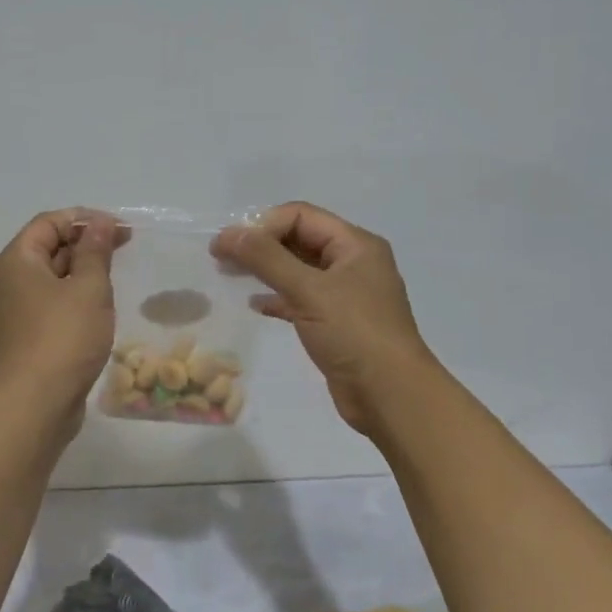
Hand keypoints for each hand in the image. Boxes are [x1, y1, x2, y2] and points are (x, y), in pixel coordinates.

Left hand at [0, 209, 122, 420]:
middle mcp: (4, 281)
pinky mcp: (20, 337)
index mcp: (14, 260)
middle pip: (46, 248)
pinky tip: (95, 310)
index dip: (85, 219)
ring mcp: (9, 311)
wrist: (36, 403)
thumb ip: (96, 250)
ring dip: (80, 272)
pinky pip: (46, 304)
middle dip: (84, 245)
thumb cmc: (64, 337)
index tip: (120, 229)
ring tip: (112, 279)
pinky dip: (70, 298)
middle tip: (123, 250)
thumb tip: (100, 223)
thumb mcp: (89, 288)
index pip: (49, 223)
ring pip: (48, 278)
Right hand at [212, 201, 434, 433]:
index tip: (229, 245)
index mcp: (356, 245)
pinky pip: (302, 299)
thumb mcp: (309, 290)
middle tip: (221, 258)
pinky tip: (256, 305)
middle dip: (260, 245)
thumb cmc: (354, 334)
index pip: (301, 216)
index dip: (263, 225)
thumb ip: (266, 258)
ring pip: (298, 270)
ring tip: (229, 275)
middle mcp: (353, 263)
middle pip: (299, 239)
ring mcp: (347, 295)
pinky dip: (278, 298)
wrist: (391, 396)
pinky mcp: (338, 323)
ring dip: (265, 270)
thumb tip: (228, 234)